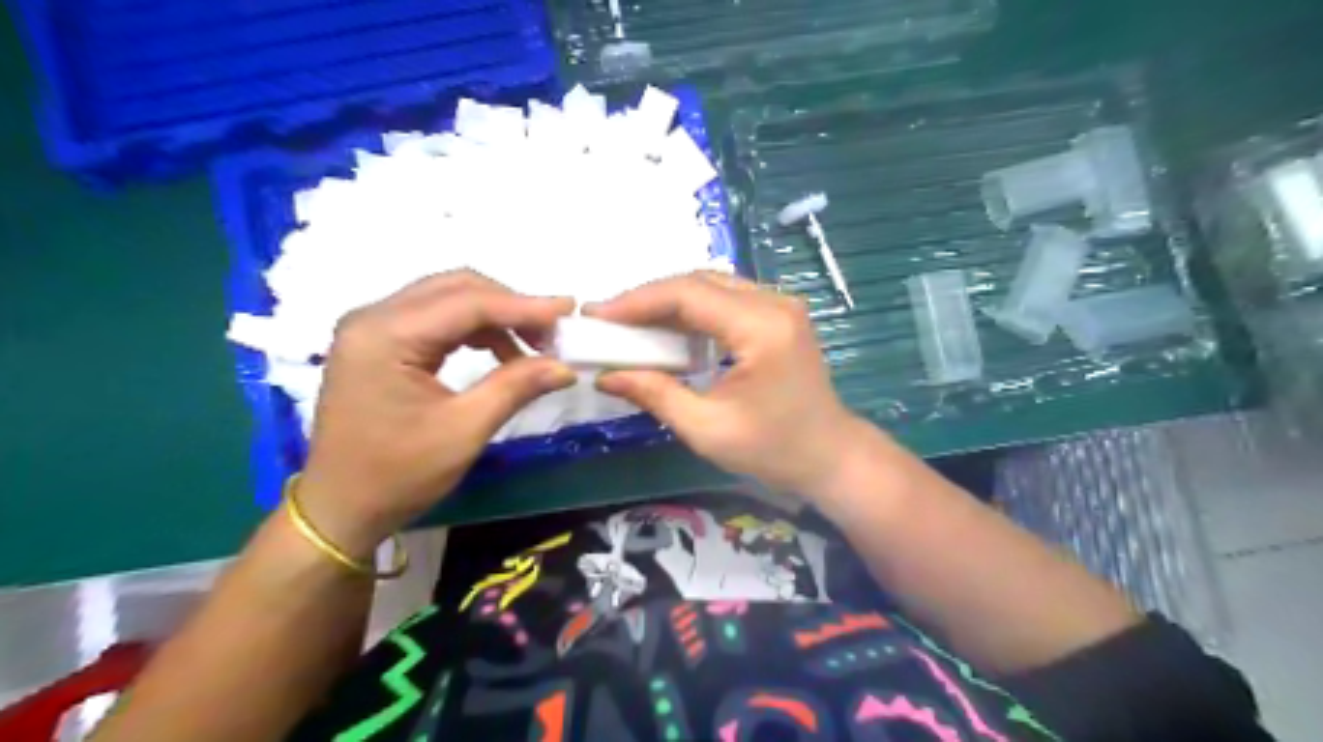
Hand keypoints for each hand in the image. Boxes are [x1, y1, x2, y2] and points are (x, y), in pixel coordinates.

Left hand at [303, 268, 580, 554]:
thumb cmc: (397, 474)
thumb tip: (565, 366)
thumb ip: (516, 387)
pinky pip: (437, 319)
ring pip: (449, 299)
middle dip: (511, 306)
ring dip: (496, 317)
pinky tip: (500, 353)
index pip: (468, 303)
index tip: (569, 310)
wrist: (340, 508)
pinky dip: (475, 330)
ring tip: (533, 347)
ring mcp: (373, 328)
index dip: (524, 305)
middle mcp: (374, 317)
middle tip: (552, 332)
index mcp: (386, 335)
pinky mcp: (379, 343)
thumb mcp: (464, 430)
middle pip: (457, 288)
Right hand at [585, 273, 869, 497]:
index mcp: (762, 328)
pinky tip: (668, 329)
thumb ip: (655, 395)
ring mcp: (781, 304)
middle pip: (699, 281)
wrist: (829, 455)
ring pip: (712, 284)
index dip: (638, 301)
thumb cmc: (773, 450)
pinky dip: (692, 309)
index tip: (597, 315)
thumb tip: (605, 377)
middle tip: (609, 320)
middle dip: (649, 298)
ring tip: (630, 324)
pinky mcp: (779, 314)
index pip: (689, 294)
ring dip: (669, 301)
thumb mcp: (706, 429)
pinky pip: (726, 298)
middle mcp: (775, 303)